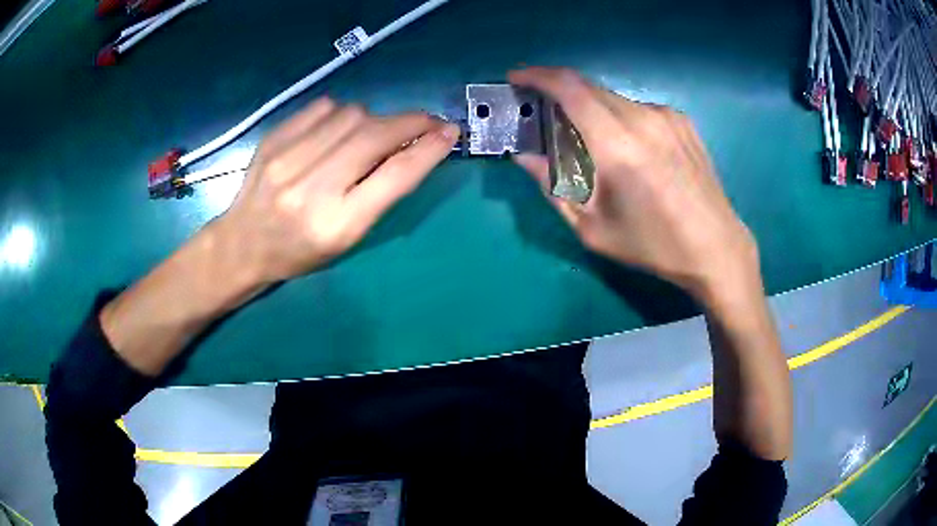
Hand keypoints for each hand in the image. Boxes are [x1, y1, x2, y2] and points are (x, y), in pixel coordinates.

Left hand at [212, 97, 459, 284]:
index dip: (429, 149)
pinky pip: (323, 107)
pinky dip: (341, 112)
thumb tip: (413, 146)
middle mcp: (311, 189)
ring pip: (351, 114)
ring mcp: (287, 160)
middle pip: (375, 135)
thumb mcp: (347, 238)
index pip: (394, 176)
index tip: (449, 132)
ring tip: (370, 134)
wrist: (243, 244)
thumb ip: (380, 193)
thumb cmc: (301, 251)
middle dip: (411, 122)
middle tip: (427, 122)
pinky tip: (337, 128)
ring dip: (374, 119)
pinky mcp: (273, 140)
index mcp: (337, 224)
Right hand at [510, 67, 759, 306]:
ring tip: (590, 139)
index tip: (518, 78)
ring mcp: (667, 116)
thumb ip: (552, 186)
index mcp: (618, 145)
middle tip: (545, 113)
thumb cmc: (653, 245)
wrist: (715, 247)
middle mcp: (643, 118)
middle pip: (588, 87)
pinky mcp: (682, 121)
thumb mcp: (593, 228)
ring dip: (591, 108)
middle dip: (559, 92)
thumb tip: (524, 156)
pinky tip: (628, 147)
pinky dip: (619, 118)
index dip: (538, 76)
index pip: (569, 88)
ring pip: (613, 98)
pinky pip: (638, 108)